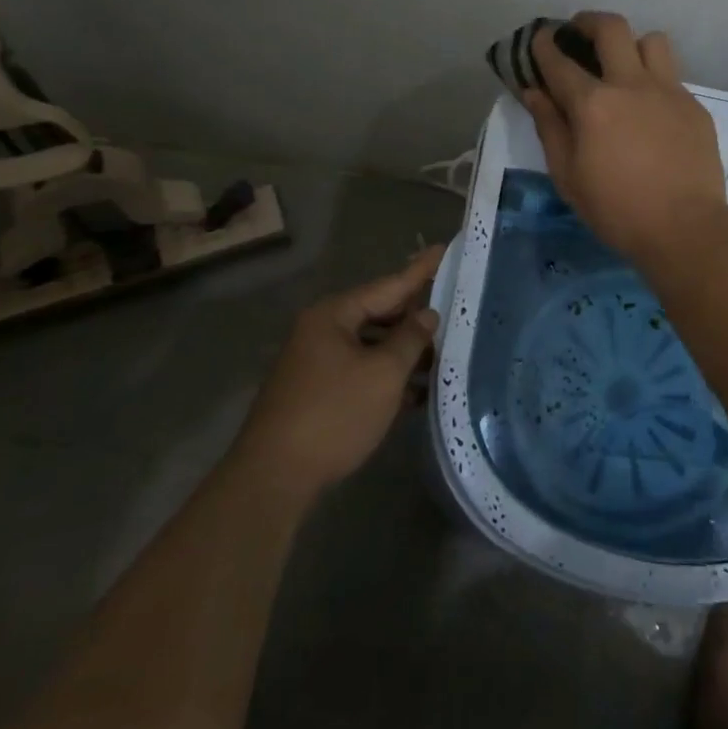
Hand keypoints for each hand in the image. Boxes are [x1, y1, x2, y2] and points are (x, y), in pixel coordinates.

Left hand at [239, 247, 442, 494]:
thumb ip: (410, 339)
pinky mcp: (316, 391)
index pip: (389, 285)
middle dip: (415, 316)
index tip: (444, 248)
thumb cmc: (334, 415)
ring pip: (371, 344)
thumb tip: (427, 315)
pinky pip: (360, 369)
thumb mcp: (383, 373)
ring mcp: (315, 362)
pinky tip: (416, 391)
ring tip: (443, 355)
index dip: (421, 270)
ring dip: (404, 351)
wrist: (273, 480)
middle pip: (379, 313)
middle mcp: (321, 330)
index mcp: (334, 315)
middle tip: (453, 307)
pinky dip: (386, 375)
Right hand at [521, 12, 727, 267]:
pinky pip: (672, 75)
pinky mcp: (694, 105)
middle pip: (611, 28)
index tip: (540, 39)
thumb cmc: (616, 210)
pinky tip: (649, 109)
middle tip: (579, 33)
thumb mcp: (568, 176)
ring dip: (631, 45)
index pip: (560, 61)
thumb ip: (550, 127)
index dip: (544, 46)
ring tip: (622, 65)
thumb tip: (534, 92)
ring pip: (651, 41)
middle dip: (588, 21)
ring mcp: (669, 91)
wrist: (685, 229)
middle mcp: (632, 84)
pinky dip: (654, 80)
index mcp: (594, 104)